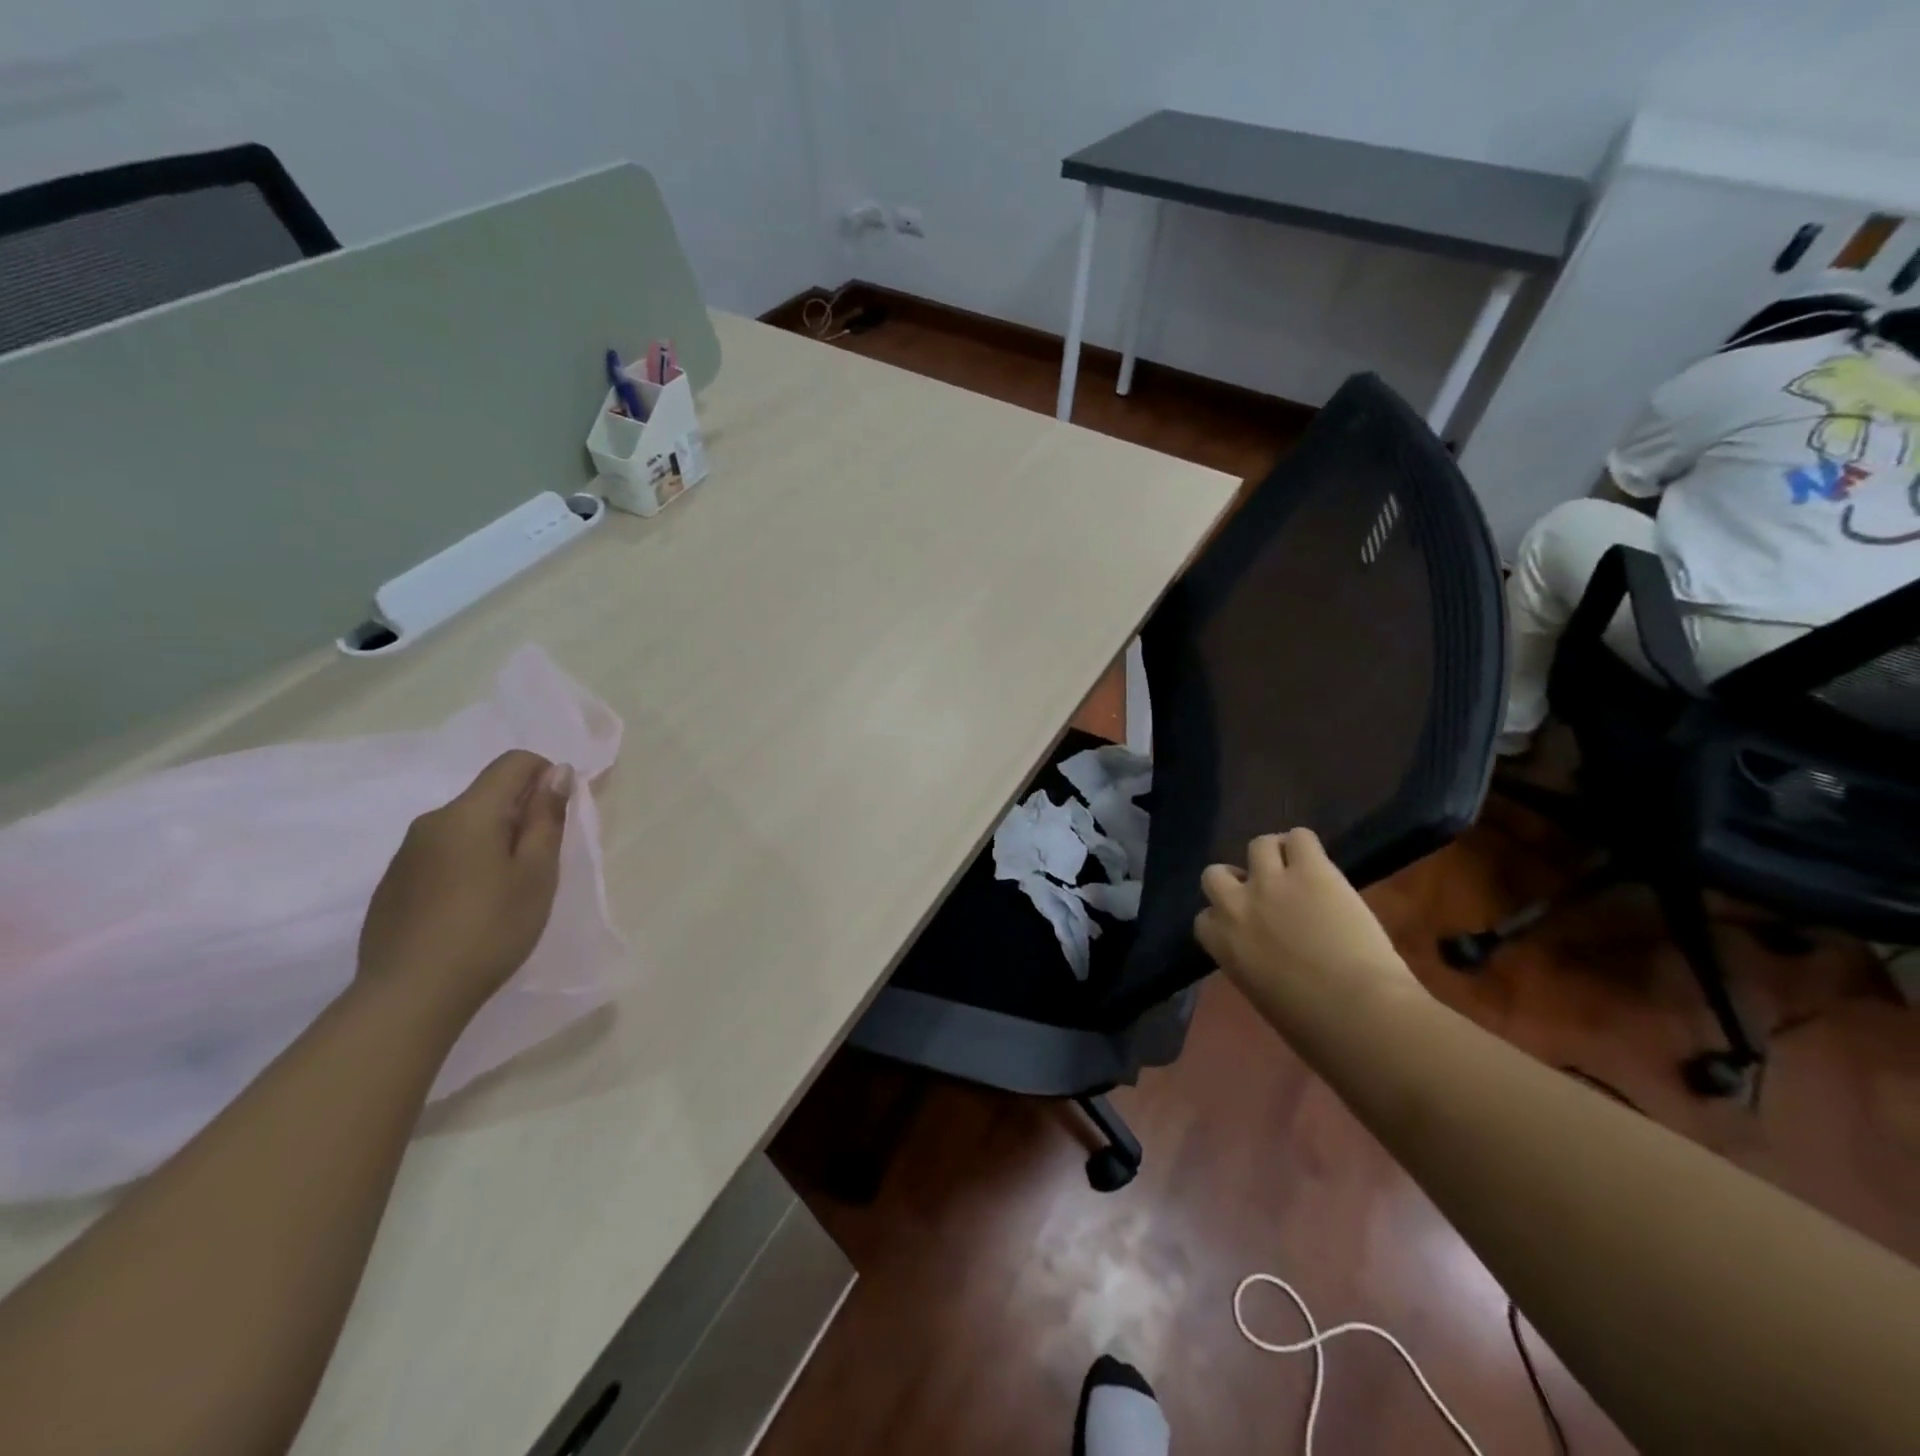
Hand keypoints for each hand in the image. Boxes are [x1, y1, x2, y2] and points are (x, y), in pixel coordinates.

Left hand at [357, 750, 574, 1024]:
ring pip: (464, 826)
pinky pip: (441, 854)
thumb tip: (556, 772)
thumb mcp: (536, 873)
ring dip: (494, 841)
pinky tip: (471, 909)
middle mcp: (431, 822)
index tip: (559, 818)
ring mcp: (406, 854)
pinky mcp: (393, 884)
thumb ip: (546, 818)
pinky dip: (467, 864)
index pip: (513, 763)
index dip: (546, 775)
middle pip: (488, 795)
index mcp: (469, 814)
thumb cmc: (489, 929)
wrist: (409, 996)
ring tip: (507, 891)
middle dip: (522, 814)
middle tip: (540, 865)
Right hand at [1194, 829, 1419, 1014]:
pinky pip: (1300, 837)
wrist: (1359, 1013)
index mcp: (1221, 944)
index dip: (1226, 918)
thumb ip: (1253, 965)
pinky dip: (1305, 846)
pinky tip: (1319, 863)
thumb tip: (1269, 959)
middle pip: (1216, 873)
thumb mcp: (1263, 995)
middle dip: (1237, 880)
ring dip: (1274, 856)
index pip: (1205, 918)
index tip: (1247, 927)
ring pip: (1258, 844)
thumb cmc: (1313, 1028)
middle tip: (1267, 894)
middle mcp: (1236, 905)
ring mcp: (1271, 882)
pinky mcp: (1310, 869)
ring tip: (1298, 870)